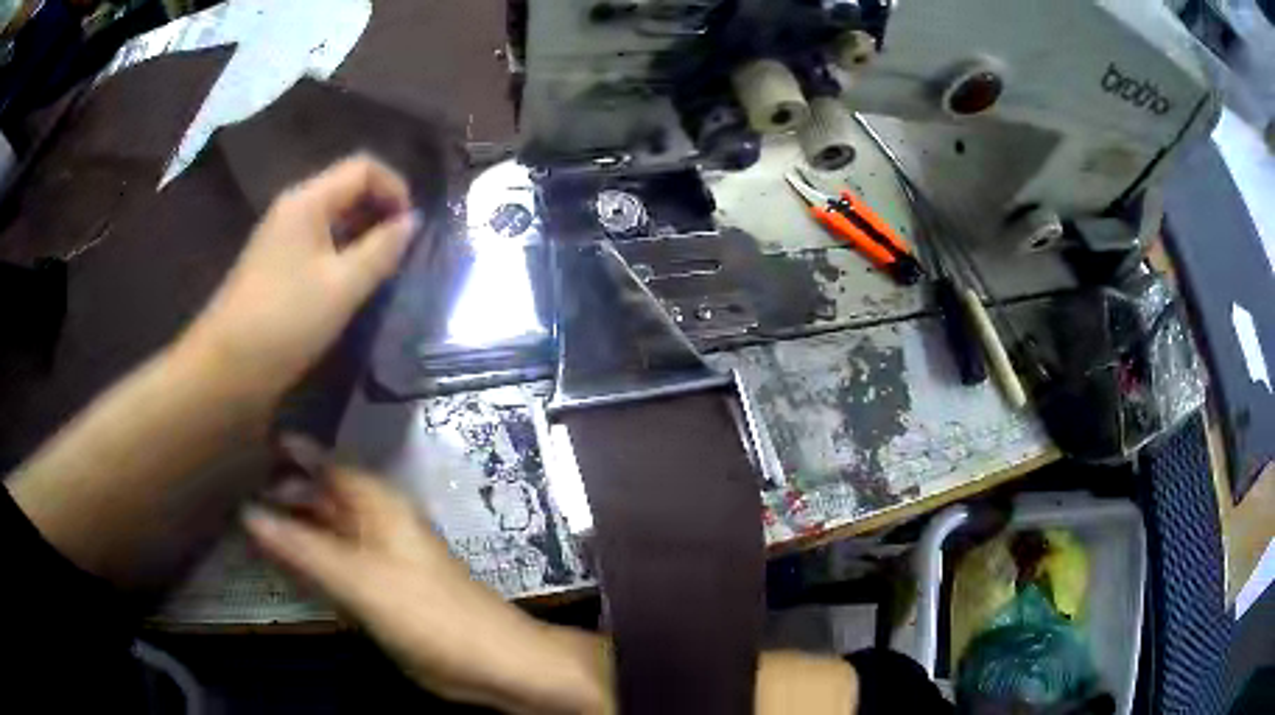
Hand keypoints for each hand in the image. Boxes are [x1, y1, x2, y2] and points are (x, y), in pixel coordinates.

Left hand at [181, 154, 416, 399]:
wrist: (227, 368)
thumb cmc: (286, 321)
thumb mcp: (343, 285)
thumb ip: (382, 249)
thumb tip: (412, 222)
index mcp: (308, 200)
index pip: (363, 168)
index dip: (395, 188)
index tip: (412, 228)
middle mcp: (293, 208)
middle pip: (347, 189)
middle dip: (380, 212)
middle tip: (402, 251)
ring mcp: (281, 238)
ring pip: (333, 219)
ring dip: (363, 235)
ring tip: (383, 270)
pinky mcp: (276, 266)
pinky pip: (318, 244)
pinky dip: (342, 254)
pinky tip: (351, 285)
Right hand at [244, 464, 610, 713]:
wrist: (483, 660)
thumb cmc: (423, 610)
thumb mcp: (356, 577)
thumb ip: (301, 547)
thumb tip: (247, 513)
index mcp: (377, 504)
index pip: (328, 465)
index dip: (295, 454)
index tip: (257, 444)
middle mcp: (375, 524)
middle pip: (323, 499)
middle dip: (286, 496)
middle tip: (240, 491)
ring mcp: (377, 560)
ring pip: (325, 535)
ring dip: (292, 532)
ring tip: (247, 528)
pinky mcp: (378, 592)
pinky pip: (333, 568)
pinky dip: (308, 565)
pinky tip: (280, 568)